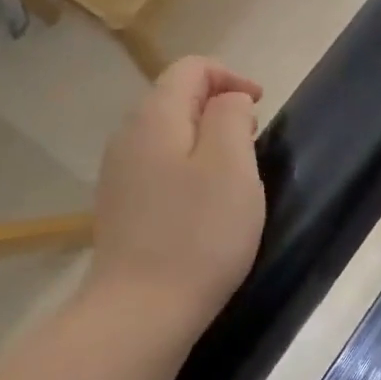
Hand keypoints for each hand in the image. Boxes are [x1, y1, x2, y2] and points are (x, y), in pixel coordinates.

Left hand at [79, 57, 265, 354]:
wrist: (141, 311)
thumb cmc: (199, 233)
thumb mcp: (232, 165)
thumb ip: (231, 117)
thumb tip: (228, 101)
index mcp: (155, 118)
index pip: (190, 68)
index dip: (230, 76)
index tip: (261, 106)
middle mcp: (128, 137)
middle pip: (174, 97)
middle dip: (218, 106)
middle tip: (253, 138)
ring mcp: (118, 174)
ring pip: (167, 133)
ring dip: (204, 137)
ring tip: (235, 170)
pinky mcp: (120, 206)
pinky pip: (158, 165)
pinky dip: (187, 165)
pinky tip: (204, 201)